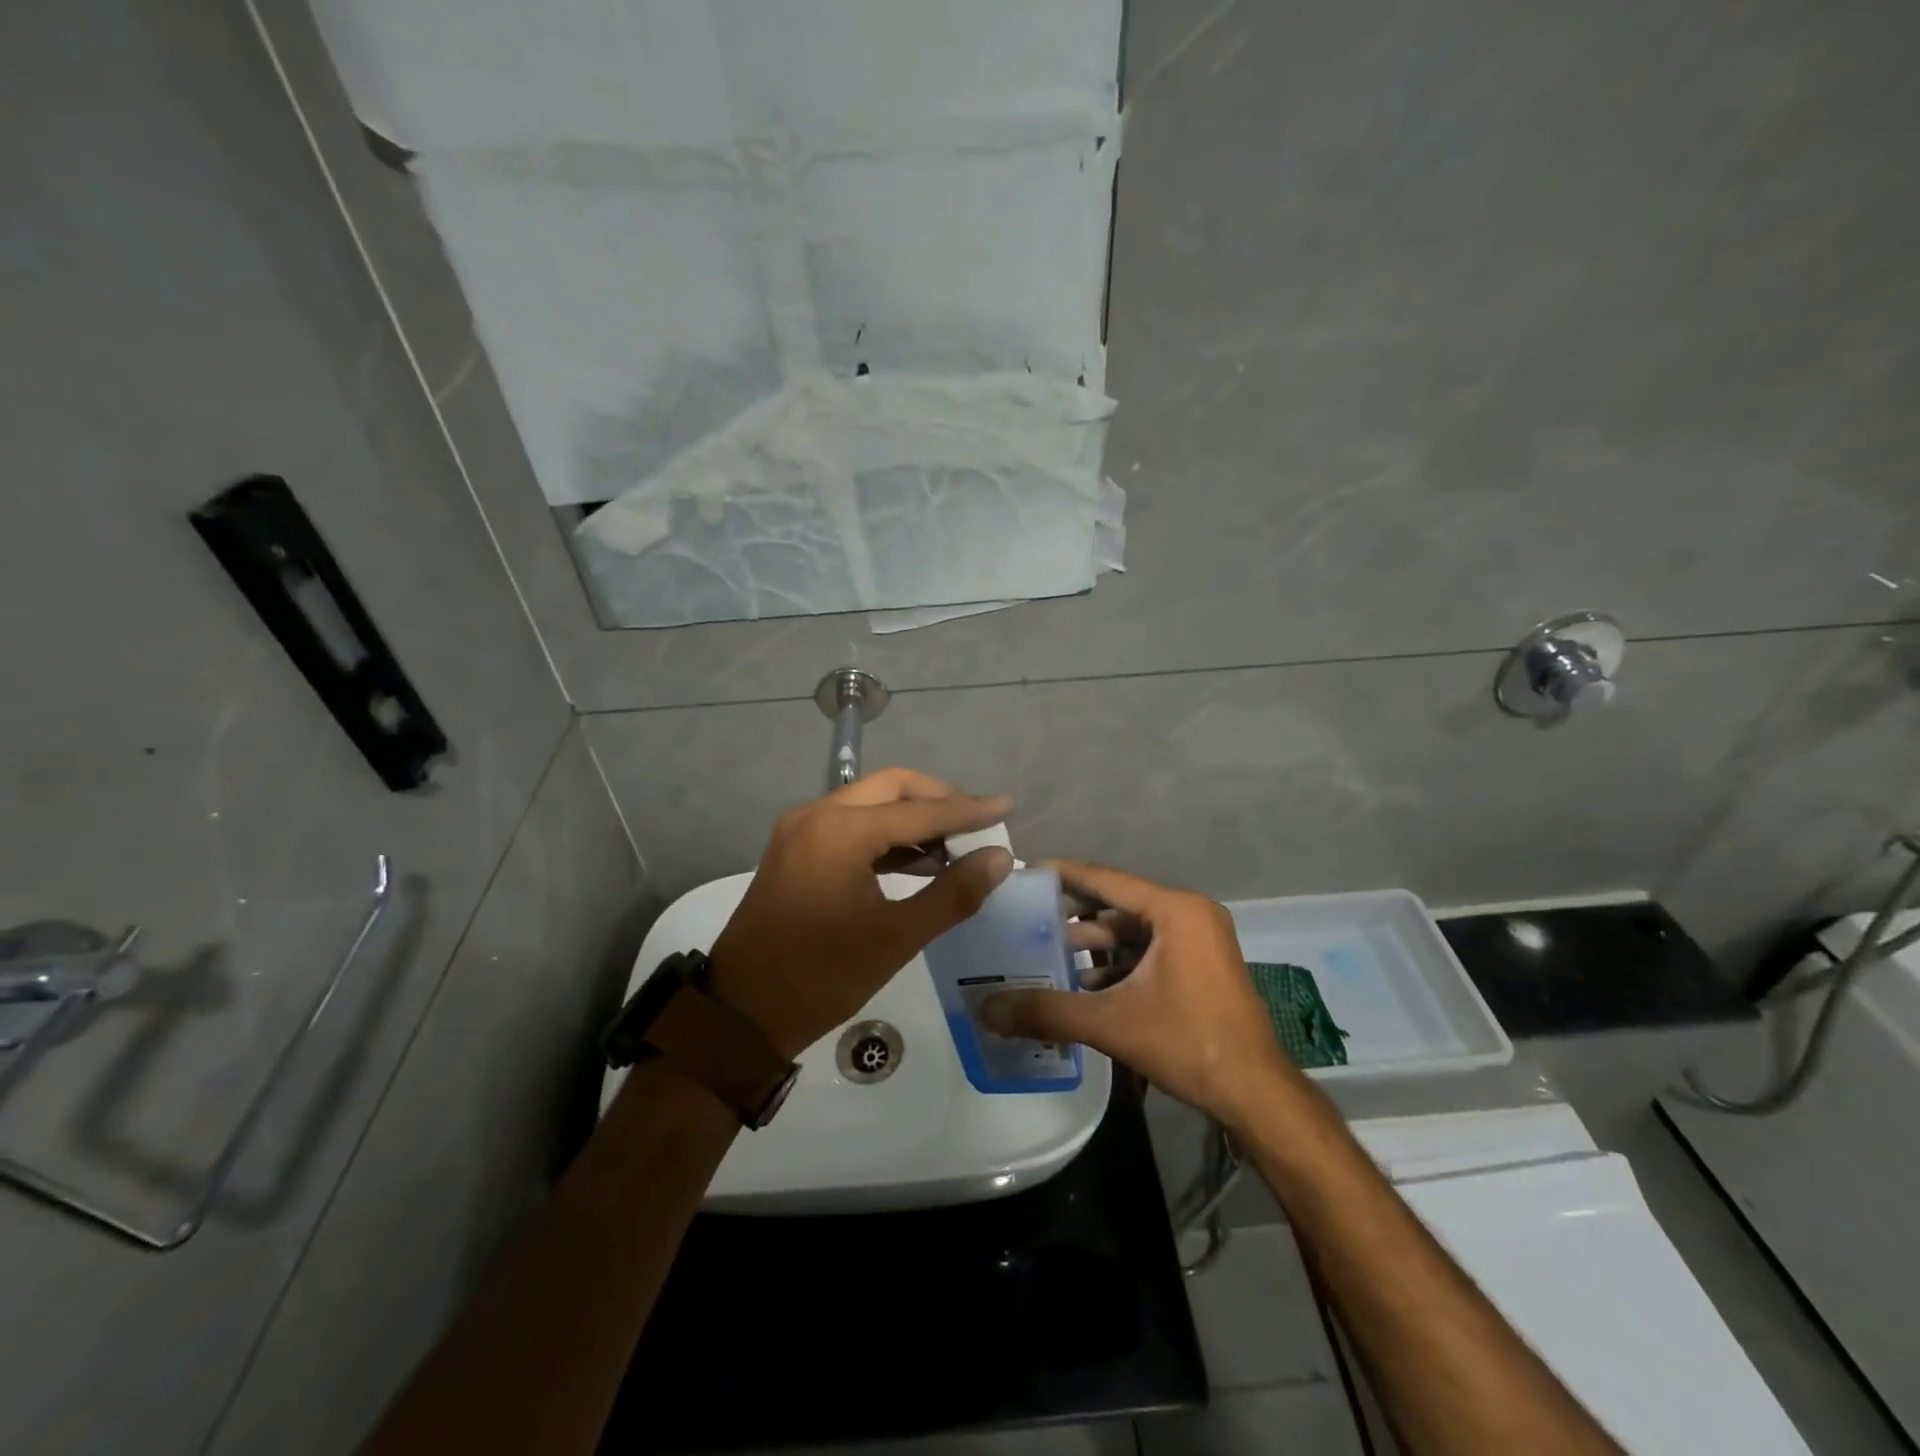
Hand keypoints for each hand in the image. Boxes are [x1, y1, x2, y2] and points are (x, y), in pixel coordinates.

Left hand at [709, 768, 1014, 1058]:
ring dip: (912, 818)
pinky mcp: (795, 850)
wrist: (741, 1014)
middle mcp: (817, 815)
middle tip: (977, 822)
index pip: (919, 810)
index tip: (1007, 805)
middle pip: (892, 788)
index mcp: (841, 830)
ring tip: (955, 846)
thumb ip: (952, 893)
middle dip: (937, 800)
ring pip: (870, 803)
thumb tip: (999, 858)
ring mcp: (801, 830)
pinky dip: (886, 836)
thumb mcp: (896, 937)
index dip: (968, 809)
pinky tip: (917, 861)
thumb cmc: (821, 976)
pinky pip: (851, 825)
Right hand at [980, 861, 1300, 1127]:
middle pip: (1117, 905)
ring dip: (1092, 945)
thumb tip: (986, 1009)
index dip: (1063, 874)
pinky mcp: (1199, 967)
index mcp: (1175, 911)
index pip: (1106, 879)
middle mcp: (1189, 915)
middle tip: (1026, 919)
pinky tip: (1081, 985)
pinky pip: (1147, 952)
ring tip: (1045, 955)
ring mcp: (1198, 942)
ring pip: (1132, 932)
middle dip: (1072, 915)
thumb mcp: (1112, 1024)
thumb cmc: (1189, 1043)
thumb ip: (1047, 1012)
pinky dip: (1115, 965)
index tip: (1024, 873)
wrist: (1256, 1095)